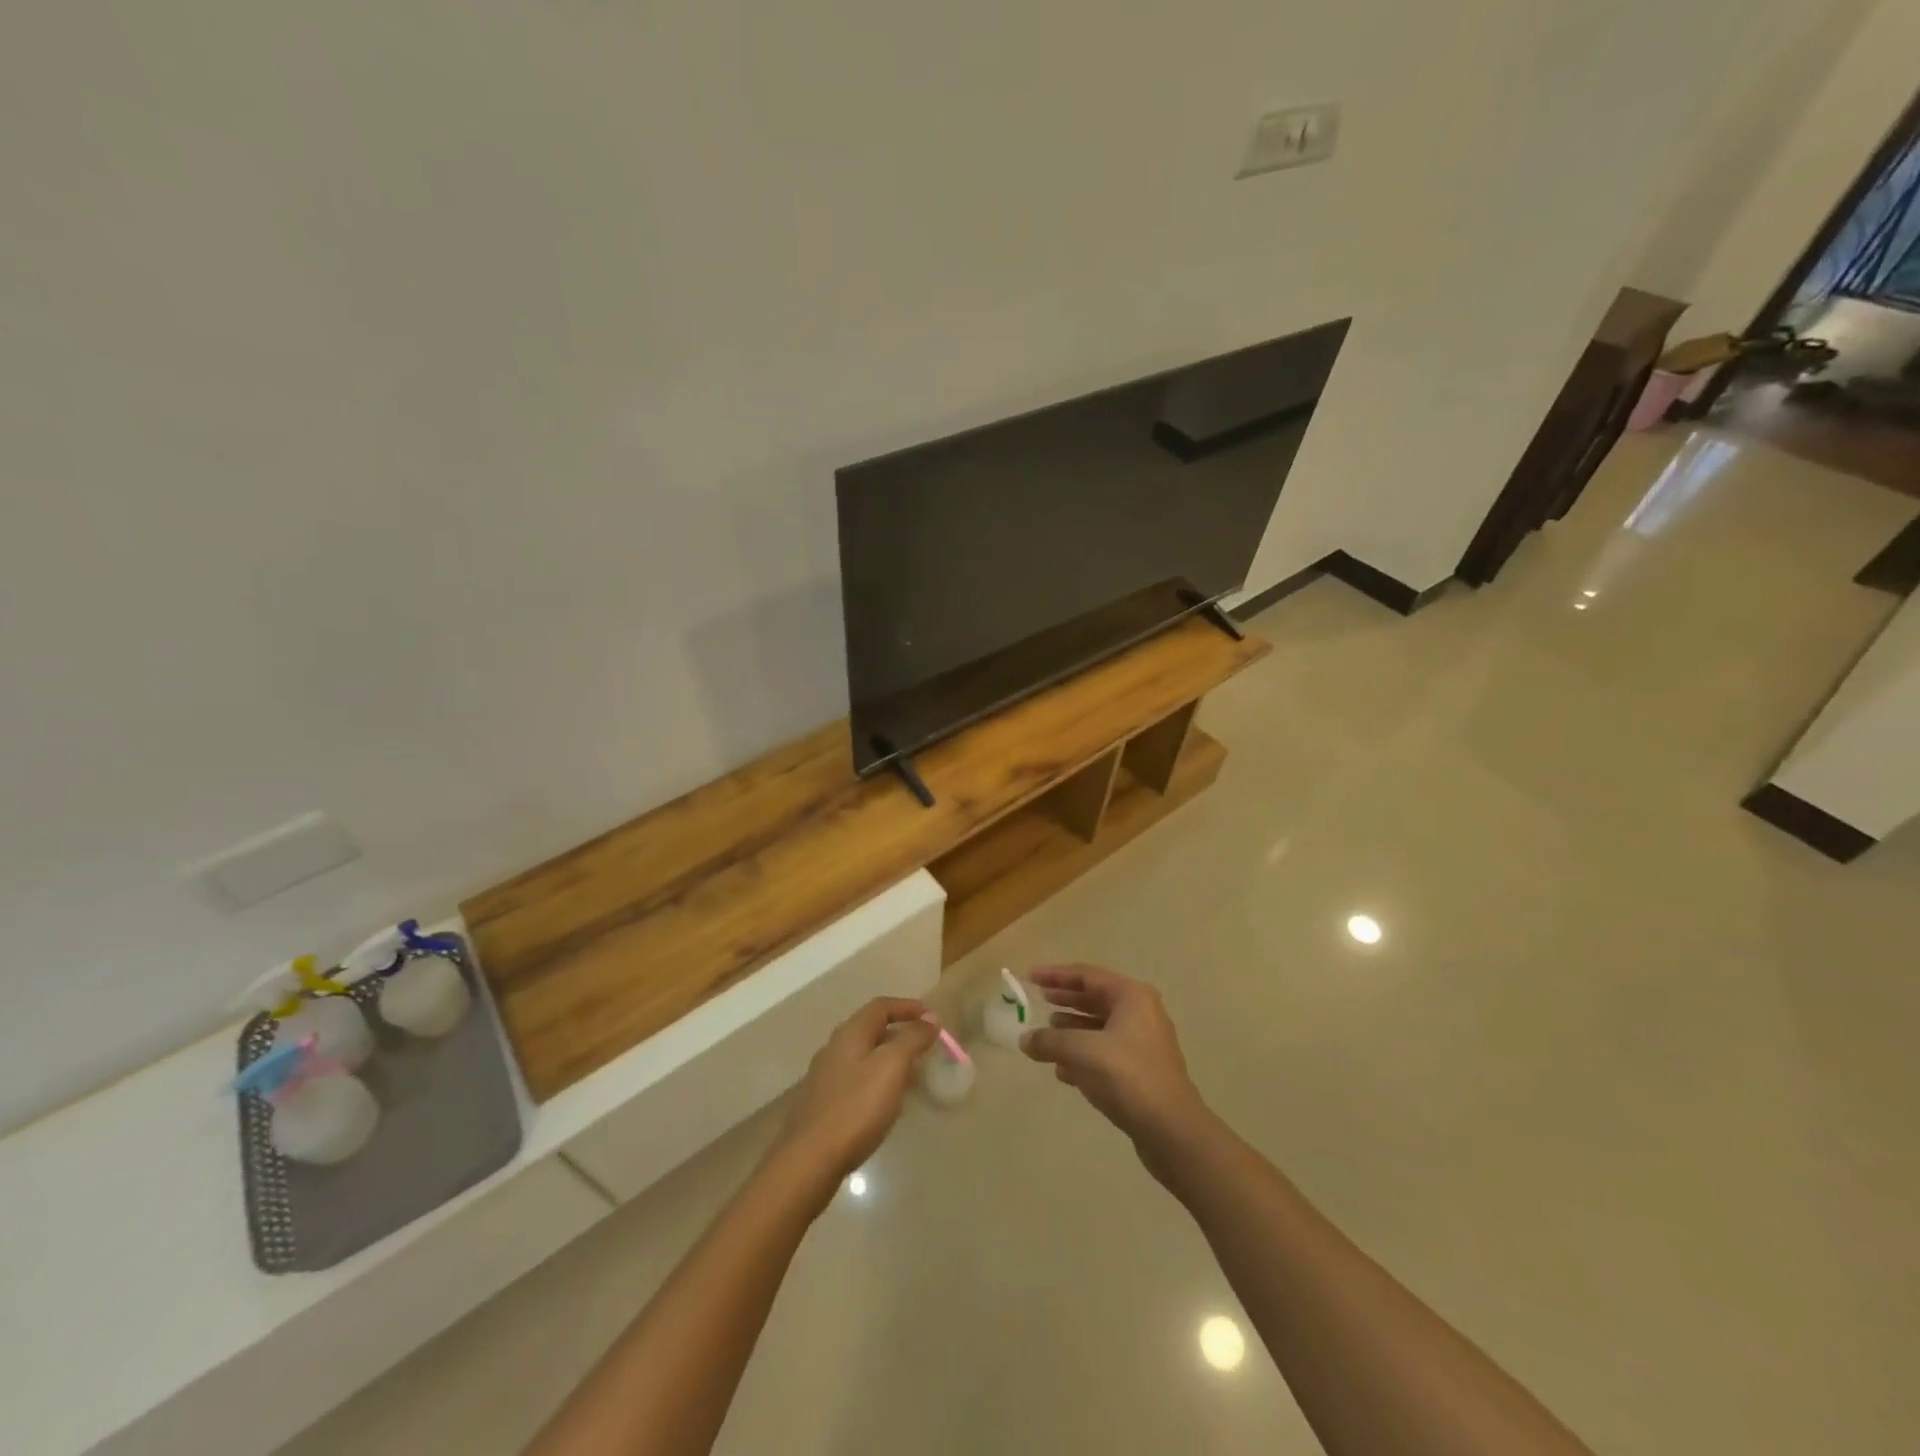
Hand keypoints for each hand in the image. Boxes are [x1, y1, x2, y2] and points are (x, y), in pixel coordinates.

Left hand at [772, 997, 936, 1190]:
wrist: (810, 1160)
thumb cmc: (856, 1108)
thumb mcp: (892, 1066)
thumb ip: (912, 1038)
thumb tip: (930, 1018)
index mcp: (850, 1033)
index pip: (882, 1006)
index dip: (909, 1007)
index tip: (933, 1019)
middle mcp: (834, 1047)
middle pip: (872, 1029)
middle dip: (901, 1033)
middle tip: (926, 1048)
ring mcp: (826, 1075)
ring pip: (864, 1055)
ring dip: (891, 1058)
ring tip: (913, 1076)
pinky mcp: (823, 1102)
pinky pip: (857, 1079)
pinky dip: (878, 1080)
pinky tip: (887, 1102)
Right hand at [1020, 965, 1209, 1164]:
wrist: (1171, 1130)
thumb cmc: (1127, 1076)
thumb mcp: (1081, 1052)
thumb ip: (1049, 1041)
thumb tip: (1025, 1040)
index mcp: (1131, 996)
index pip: (1087, 975)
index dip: (1056, 975)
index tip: (1030, 976)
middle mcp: (1141, 1013)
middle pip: (1095, 998)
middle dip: (1065, 999)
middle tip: (1037, 999)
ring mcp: (1143, 1043)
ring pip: (1100, 1027)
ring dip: (1072, 1029)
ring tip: (1046, 1033)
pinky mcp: (1142, 1071)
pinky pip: (1106, 1052)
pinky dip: (1084, 1055)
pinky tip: (1062, 1070)